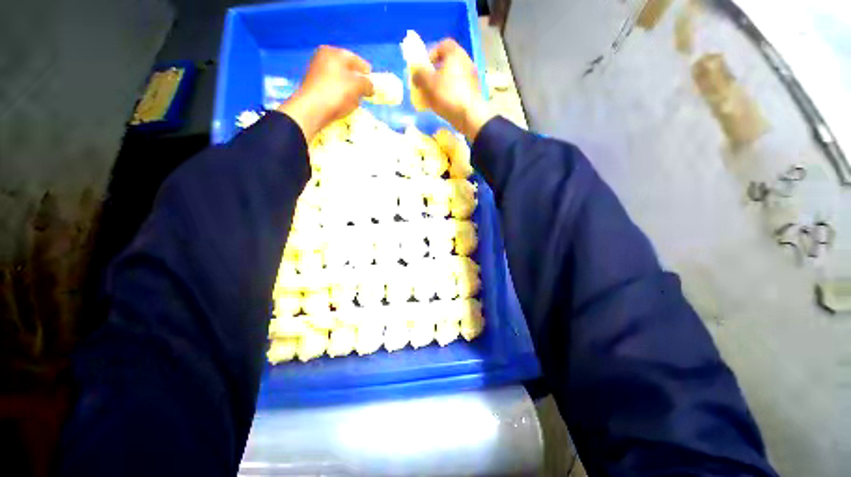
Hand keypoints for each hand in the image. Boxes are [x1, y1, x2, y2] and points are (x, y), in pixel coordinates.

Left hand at [279, 46, 373, 141]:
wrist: (312, 110)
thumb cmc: (337, 92)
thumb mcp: (358, 86)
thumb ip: (368, 84)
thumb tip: (370, 87)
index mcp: (333, 53)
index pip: (356, 60)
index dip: (366, 72)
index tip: (374, 83)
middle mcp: (323, 59)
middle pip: (347, 71)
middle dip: (357, 82)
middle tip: (365, 94)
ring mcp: (317, 74)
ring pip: (341, 82)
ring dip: (350, 91)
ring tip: (355, 102)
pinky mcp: (315, 88)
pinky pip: (333, 91)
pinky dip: (341, 97)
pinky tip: (344, 106)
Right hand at [412, 39, 493, 140]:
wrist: (469, 115)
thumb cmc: (448, 95)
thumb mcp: (428, 83)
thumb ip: (419, 74)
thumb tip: (416, 74)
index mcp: (455, 54)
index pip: (442, 45)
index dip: (431, 54)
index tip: (424, 68)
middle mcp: (466, 62)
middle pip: (447, 63)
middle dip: (435, 73)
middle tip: (427, 84)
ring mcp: (472, 78)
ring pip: (452, 77)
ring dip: (442, 85)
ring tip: (433, 97)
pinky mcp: (473, 92)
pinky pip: (458, 89)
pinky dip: (450, 94)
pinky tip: (444, 105)